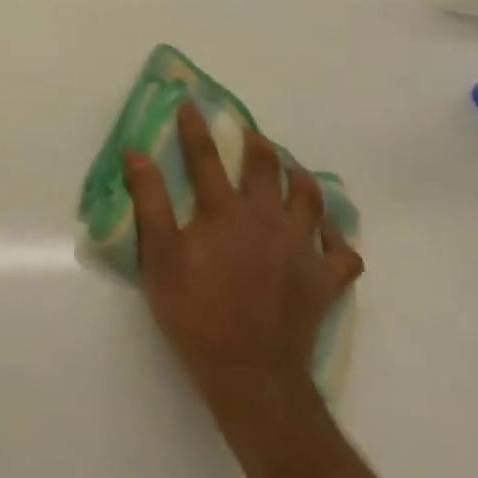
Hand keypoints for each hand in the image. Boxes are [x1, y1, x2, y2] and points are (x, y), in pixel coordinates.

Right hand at [123, 102, 361, 435]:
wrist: (250, 374)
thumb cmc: (196, 312)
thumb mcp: (160, 255)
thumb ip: (149, 200)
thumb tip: (135, 153)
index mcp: (224, 211)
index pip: (205, 157)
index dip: (195, 128)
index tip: (191, 104)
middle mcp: (267, 219)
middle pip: (267, 168)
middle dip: (257, 144)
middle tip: (250, 134)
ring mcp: (302, 249)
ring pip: (311, 200)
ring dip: (300, 179)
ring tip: (292, 171)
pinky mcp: (324, 281)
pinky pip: (342, 252)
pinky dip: (336, 238)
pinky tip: (328, 234)